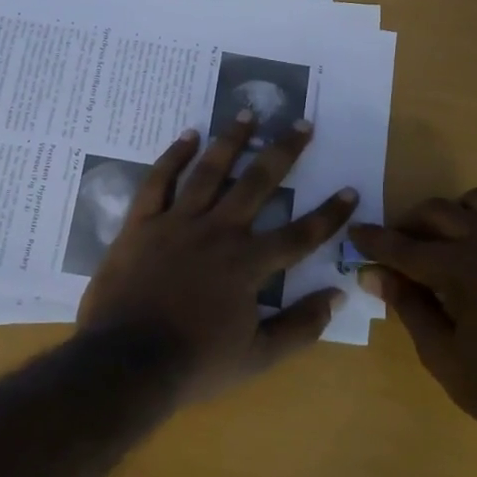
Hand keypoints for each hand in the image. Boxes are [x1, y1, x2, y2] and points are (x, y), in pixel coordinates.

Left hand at [78, 115, 356, 405]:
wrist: (126, 364)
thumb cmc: (194, 364)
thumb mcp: (258, 358)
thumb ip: (301, 327)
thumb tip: (338, 295)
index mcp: (248, 264)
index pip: (301, 234)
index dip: (330, 214)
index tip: (350, 190)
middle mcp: (218, 232)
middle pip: (257, 183)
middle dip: (284, 152)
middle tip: (301, 122)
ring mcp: (177, 223)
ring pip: (209, 171)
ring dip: (231, 140)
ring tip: (247, 112)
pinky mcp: (141, 224)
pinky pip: (158, 181)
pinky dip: (173, 156)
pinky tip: (188, 135)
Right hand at [352, 192, 476, 448]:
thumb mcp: (438, 352)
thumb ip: (406, 304)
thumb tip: (372, 273)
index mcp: (462, 269)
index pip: (405, 247)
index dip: (374, 241)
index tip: (355, 233)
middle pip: (438, 212)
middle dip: (409, 225)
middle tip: (396, 248)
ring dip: (454, 216)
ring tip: (444, 242)